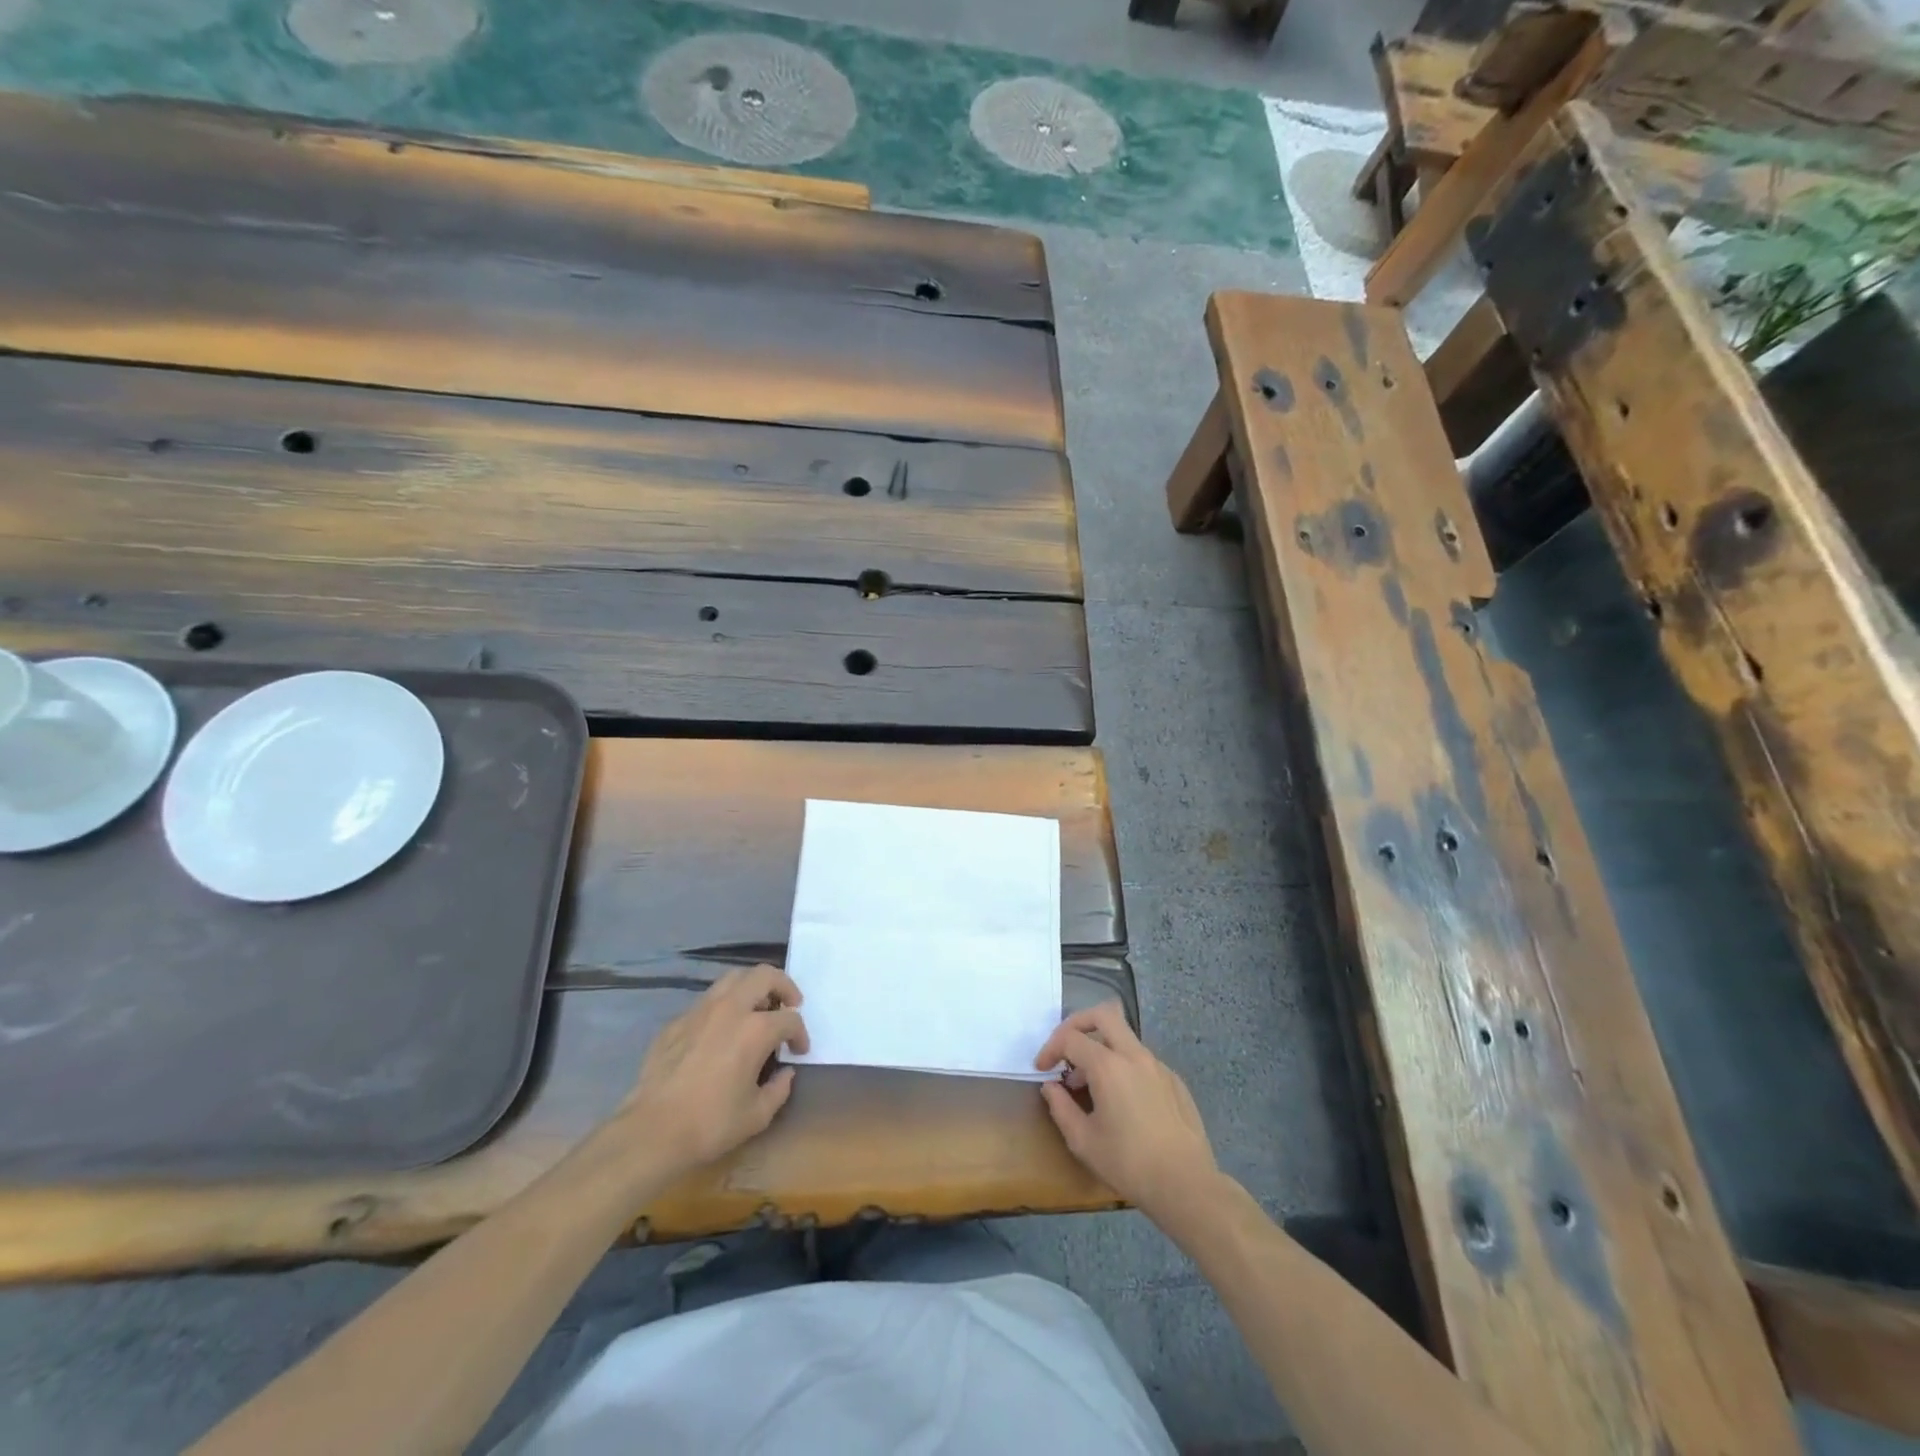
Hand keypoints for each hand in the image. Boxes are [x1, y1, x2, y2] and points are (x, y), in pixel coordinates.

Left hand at [621, 964, 809, 1171]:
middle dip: (784, 987)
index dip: (800, 1034)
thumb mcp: (757, 1115)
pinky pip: (708, 1001)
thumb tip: (785, 1073)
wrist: (651, 1131)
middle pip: (765, 976)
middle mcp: (730, 1009)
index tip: (799, 1051)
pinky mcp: (677, 1021)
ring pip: (733, 978)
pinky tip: (720, 1032)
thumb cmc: (710, 1124)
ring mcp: (700, 1011)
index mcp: (755, 1030)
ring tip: (756, 1010)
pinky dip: (723, 1006)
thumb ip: (779, 1089)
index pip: (790, 1019)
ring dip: (752, 988)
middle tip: (789, 1006)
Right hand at [1034, 1002, 1217, 1221]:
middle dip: (1078, 1023)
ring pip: (1124, 1037)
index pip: (1071, 1038)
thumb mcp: (1083, 1140)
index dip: (1050, 1048)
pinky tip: (1122, 1101)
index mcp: (1108, 1066)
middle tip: (1066, 1048)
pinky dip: (1124, 1066)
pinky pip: (1142, 1060)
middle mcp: (1134, 1056)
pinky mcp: (1174, 1081)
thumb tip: (1050, 1087)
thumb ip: (1060, 1107)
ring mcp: (1158, 1066)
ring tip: (1090, 1084)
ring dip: (1101, 1048)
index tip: (1042, 1069)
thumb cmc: (1128, 1163)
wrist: (1185, 1184)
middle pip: (1104, 1014)